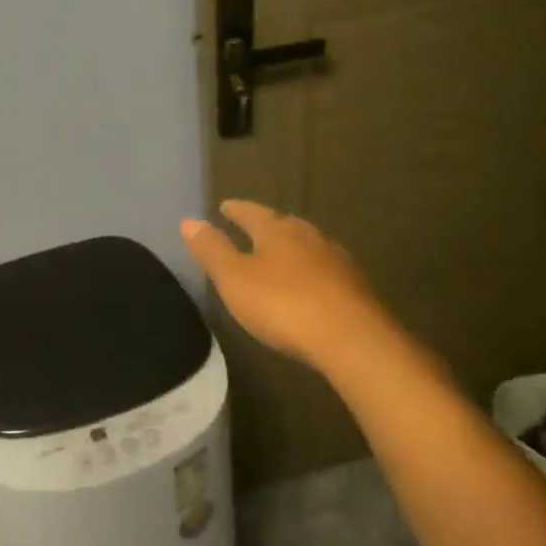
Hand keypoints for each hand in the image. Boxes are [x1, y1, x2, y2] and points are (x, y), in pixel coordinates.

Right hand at [180, 200, 401, 374]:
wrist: (353, 340)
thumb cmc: (284, 305)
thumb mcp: (235, 279)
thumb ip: (212, 250)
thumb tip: (189, 221)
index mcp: (277, 230)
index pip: (251, 212)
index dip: (235, 210)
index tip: (225, 205)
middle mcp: (309, 236)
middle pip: (283, 225)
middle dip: (267, 226)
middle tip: (253, 228)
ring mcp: (336, 260)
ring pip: (308, 246)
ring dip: (292, 249)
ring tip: (280, 256)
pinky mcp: (356, 287)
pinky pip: (326, 270)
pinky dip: (312, 272)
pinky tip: (310, 285)